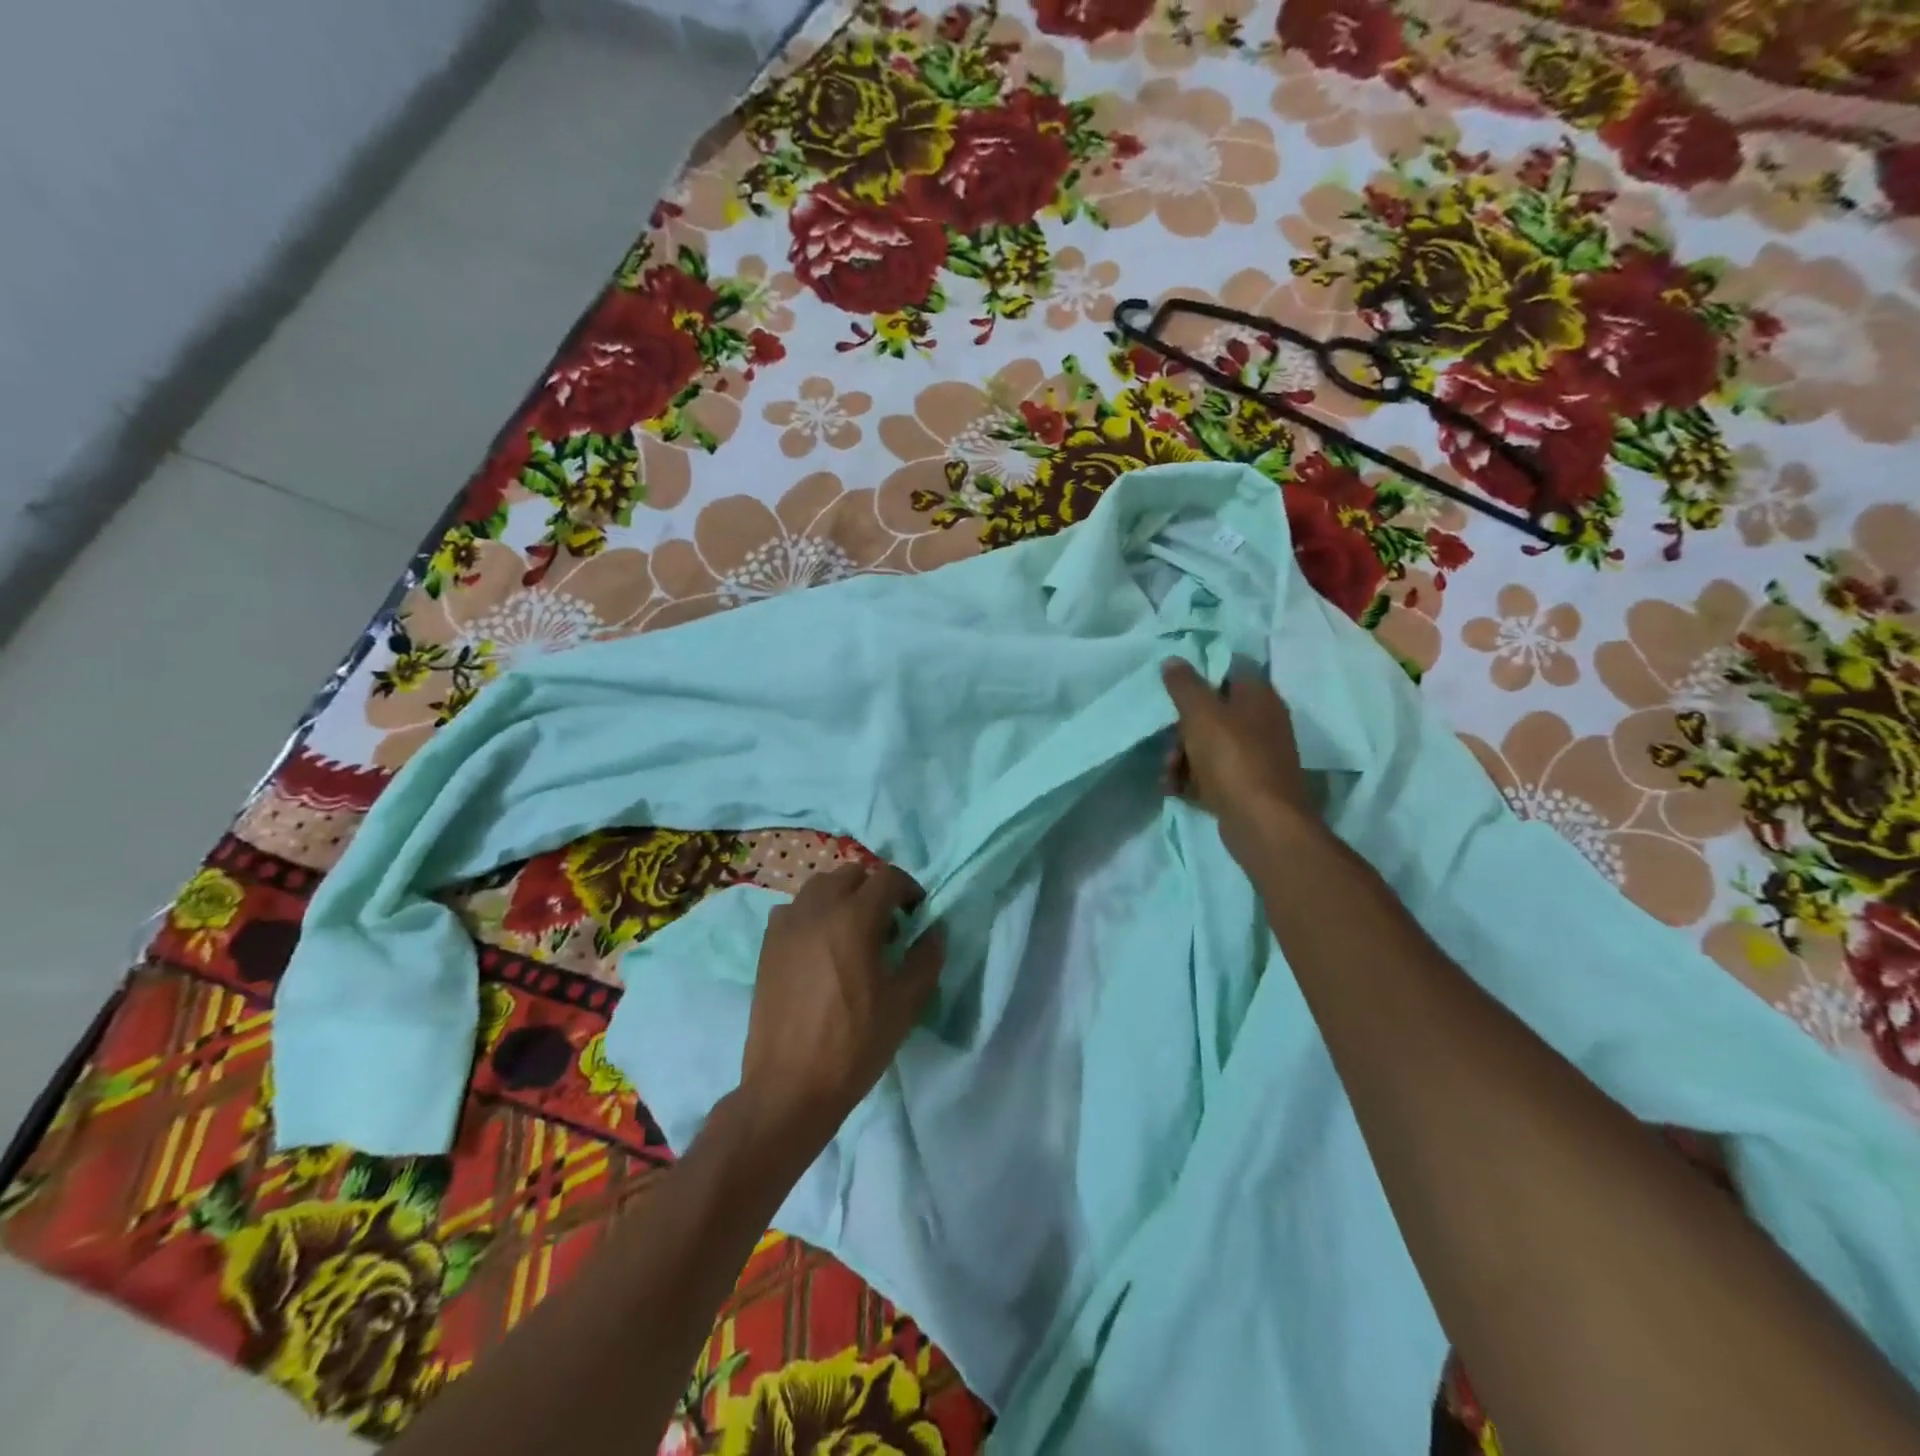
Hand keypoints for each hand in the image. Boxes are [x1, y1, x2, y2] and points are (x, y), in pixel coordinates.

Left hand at [736, 862, 944, 1156]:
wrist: (790, 1087)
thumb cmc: (854, 1045)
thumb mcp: (905, 1004)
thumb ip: (926, 959)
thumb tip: (935, 931)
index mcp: (854, 918)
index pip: (887, 878)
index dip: (908, 889)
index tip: (917, 913)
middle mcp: (817, 910)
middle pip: (851, 874)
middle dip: (874, 890)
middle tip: (888, 924)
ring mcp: (787, 926)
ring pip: (819, 887)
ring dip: (842, 897)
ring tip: (852, 933)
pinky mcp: (767, 946)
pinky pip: (793, 911)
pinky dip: (812, 914)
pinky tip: (820, 947)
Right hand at [1161, 657, 1318, 863]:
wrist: (1261, 822)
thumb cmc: (1232, 758)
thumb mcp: (1201, 713)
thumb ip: (1184, 684)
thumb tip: (1173, 660)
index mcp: (1259, 697)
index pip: (1229, 671)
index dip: (1200, 677)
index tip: (1173, 690)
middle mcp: (1262, 723)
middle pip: (1214, 713)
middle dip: (1182, 729)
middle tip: (1169, 745)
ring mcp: (1256, 757)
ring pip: (1209, 746)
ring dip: (1181, 758)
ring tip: (1168, 775)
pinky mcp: (1247, 786)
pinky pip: (1212, 774)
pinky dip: (1192, 779)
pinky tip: (1174, 790)